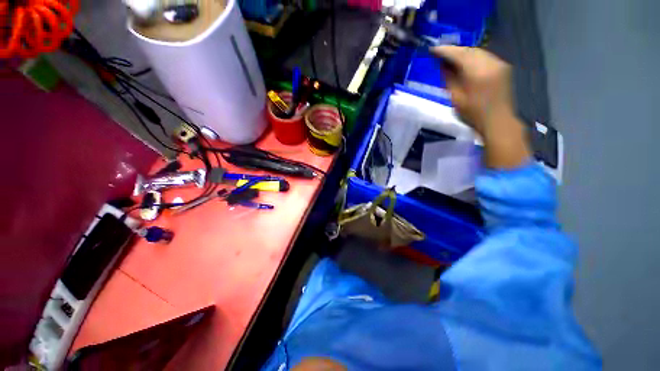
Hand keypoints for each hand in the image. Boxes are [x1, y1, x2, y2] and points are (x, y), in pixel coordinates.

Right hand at [431, 46, 530, 168]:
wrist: (503, 126)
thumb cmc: (478, 116)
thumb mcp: (456, 98)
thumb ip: (448, 77)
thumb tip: (443, 63)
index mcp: (474, 69)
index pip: (454, 52)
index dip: (441, 50)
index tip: (432, 51)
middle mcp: (487, 62)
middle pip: (466, 49)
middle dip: (454, 51)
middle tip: (444, 56)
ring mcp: (498, 63)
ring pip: (477, 51)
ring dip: (466, 54)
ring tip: (458, 60)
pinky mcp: (504, 67)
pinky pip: (486, 57)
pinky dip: (477, 58)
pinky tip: (472, 65)